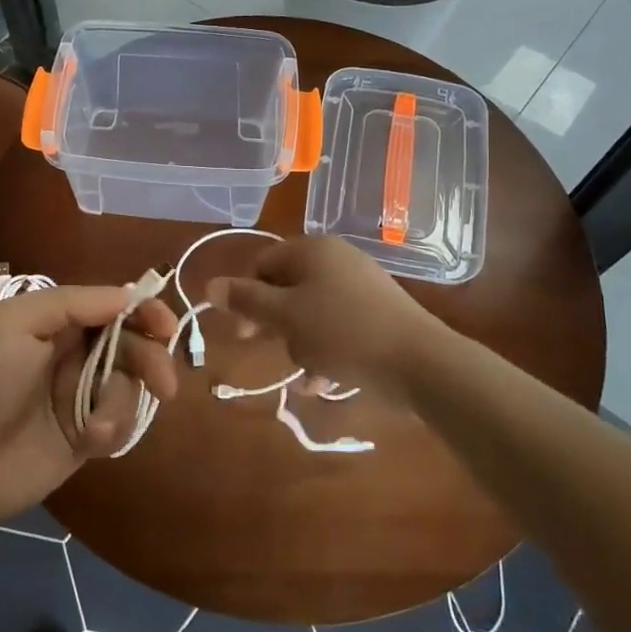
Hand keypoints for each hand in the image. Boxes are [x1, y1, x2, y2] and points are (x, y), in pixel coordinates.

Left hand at [0, 286, 178, 530]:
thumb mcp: (14, 325)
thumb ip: (72, 304)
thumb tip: (128, 295)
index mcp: (57, 320)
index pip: (113, 305)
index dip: (144, 311)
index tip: (166, 327)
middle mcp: (74, 352)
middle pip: (132, 344)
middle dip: (151, 359)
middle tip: (165, 384)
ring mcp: (81, 395)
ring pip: (130, 385)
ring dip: (122, 404)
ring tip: (96, 426)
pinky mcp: (86, 435)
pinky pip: (122, 423)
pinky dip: (113, 429)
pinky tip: (89, 441)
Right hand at [207, 236, 434, 399]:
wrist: (420, 363)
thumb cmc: (342, 332)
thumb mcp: (285, 317)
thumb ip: (246, 300)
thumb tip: (210, 285)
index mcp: (312, 250)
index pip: (263, 264)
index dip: (246, 296)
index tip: (244, 332)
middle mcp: (336, 259)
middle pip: (287, 287)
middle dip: (275, 324)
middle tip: (269, 350)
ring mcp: (361, 285)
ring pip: (312, 311)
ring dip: (300, 342)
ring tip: (306, 372)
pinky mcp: (379, 313)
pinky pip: (338, 325)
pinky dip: (326, 349)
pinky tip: (324, 381)